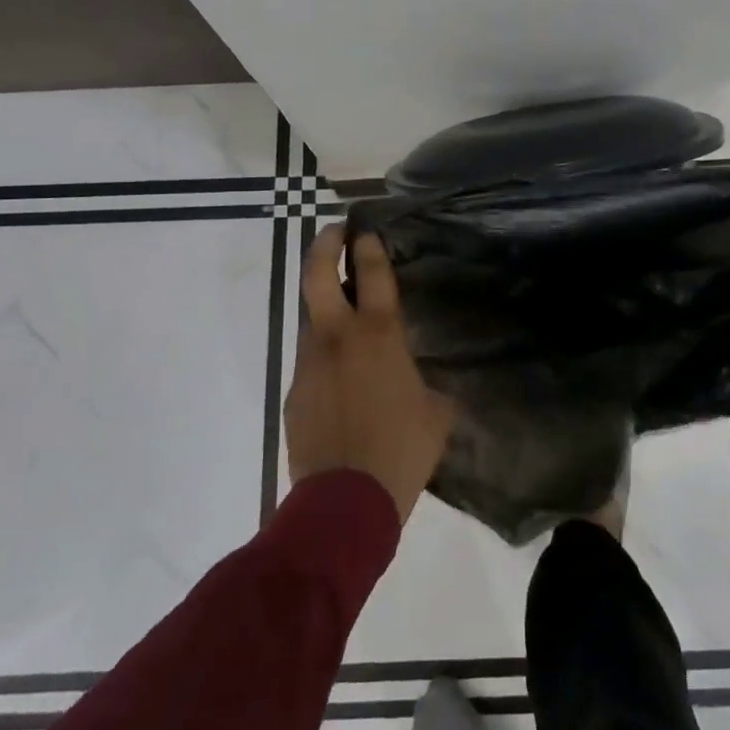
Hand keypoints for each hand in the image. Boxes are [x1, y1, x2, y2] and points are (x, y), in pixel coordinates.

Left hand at [285, 225, 455, 523]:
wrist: (345, 501)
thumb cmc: (401, 451)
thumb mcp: (436, 415)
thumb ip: (431, 388)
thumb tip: (428, 386)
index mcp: (379, 335)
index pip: (372, 273)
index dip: (369, 246)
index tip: (366, 229)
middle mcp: (338, 337)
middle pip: (318, 273)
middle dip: (325, 244)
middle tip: (335, 232)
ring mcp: (309, 361)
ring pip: (311, 316)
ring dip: (325, 303)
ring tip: (344, 310)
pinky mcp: (293, 389)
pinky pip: (310, 358)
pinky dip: (324, 353)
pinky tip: (340, 376)